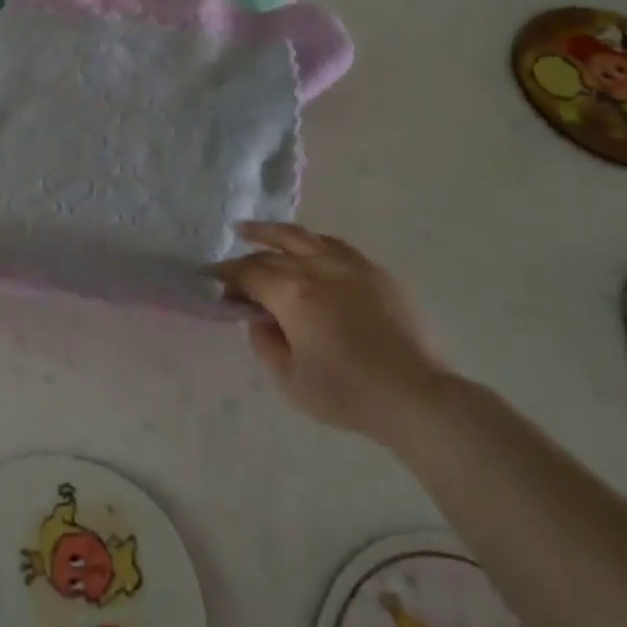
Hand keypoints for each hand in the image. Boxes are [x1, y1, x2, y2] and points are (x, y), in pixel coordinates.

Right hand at [212, 222, 450, 440]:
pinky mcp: (375, 272)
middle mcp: (316, 267)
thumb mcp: (290, 381)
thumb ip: (265, 344)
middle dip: (247, 251)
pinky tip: (308, 248)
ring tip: (256, 230)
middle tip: (233, 253)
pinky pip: (335, 246)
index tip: (210, 278)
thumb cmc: (347, 393)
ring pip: (303, 236)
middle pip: (272, 250)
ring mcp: (349, 265)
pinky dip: (312, 243)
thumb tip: (259, 318)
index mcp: (291, 292)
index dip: (225, 274)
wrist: (416, 396)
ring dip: (275, 233)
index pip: (247, 273)